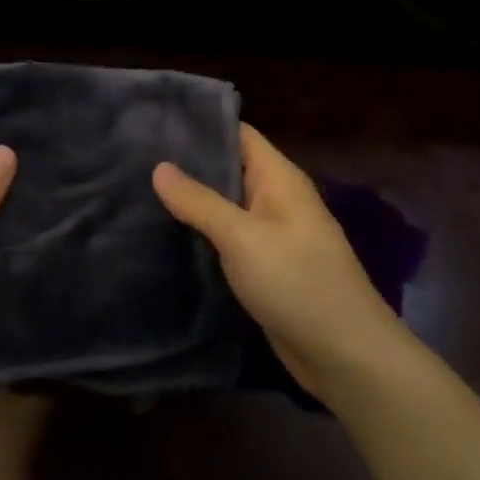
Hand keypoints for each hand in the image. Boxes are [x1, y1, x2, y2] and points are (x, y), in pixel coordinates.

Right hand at [153, 124, 401, 400]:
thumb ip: (199, 201)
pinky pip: (230, 240)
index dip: (201, 126)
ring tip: (141, 194)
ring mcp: (273, 235)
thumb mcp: (242, 236)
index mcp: (280, 178)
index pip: (239, 135)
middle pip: (230, 169)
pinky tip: (167, 236)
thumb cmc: (296, 281)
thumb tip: (160, 167)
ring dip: (193, 203)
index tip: (154, 126)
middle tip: (136, 162)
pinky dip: (203, 235)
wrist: (343, 352)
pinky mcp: (266, 268)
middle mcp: (277, 199)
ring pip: (227, 207)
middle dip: (189, 166)